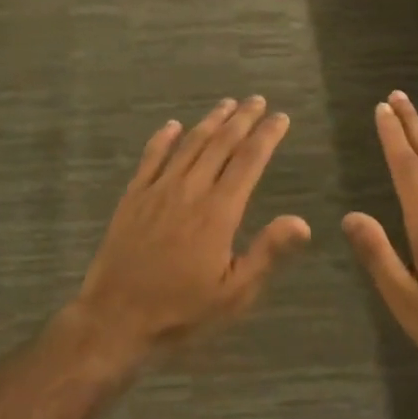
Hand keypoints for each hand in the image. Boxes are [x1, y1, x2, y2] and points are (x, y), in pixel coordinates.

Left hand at [69, 97, 310, 360]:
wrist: (115, 318)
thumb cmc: (181, 311)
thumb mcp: (234, 294)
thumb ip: (267, 253)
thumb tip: (302, 221)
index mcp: (218, 212)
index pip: (249, 162)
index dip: (267, 136)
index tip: (280, 117)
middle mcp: (189, 190)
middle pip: (220, 144)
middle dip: (242, 119)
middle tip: (257, 101)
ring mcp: (157, 190)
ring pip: (189, 145)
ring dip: (210, 121)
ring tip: (227, 104)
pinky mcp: (133, 196)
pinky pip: (151, 157)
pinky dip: (164, 138)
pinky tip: (173, 125)